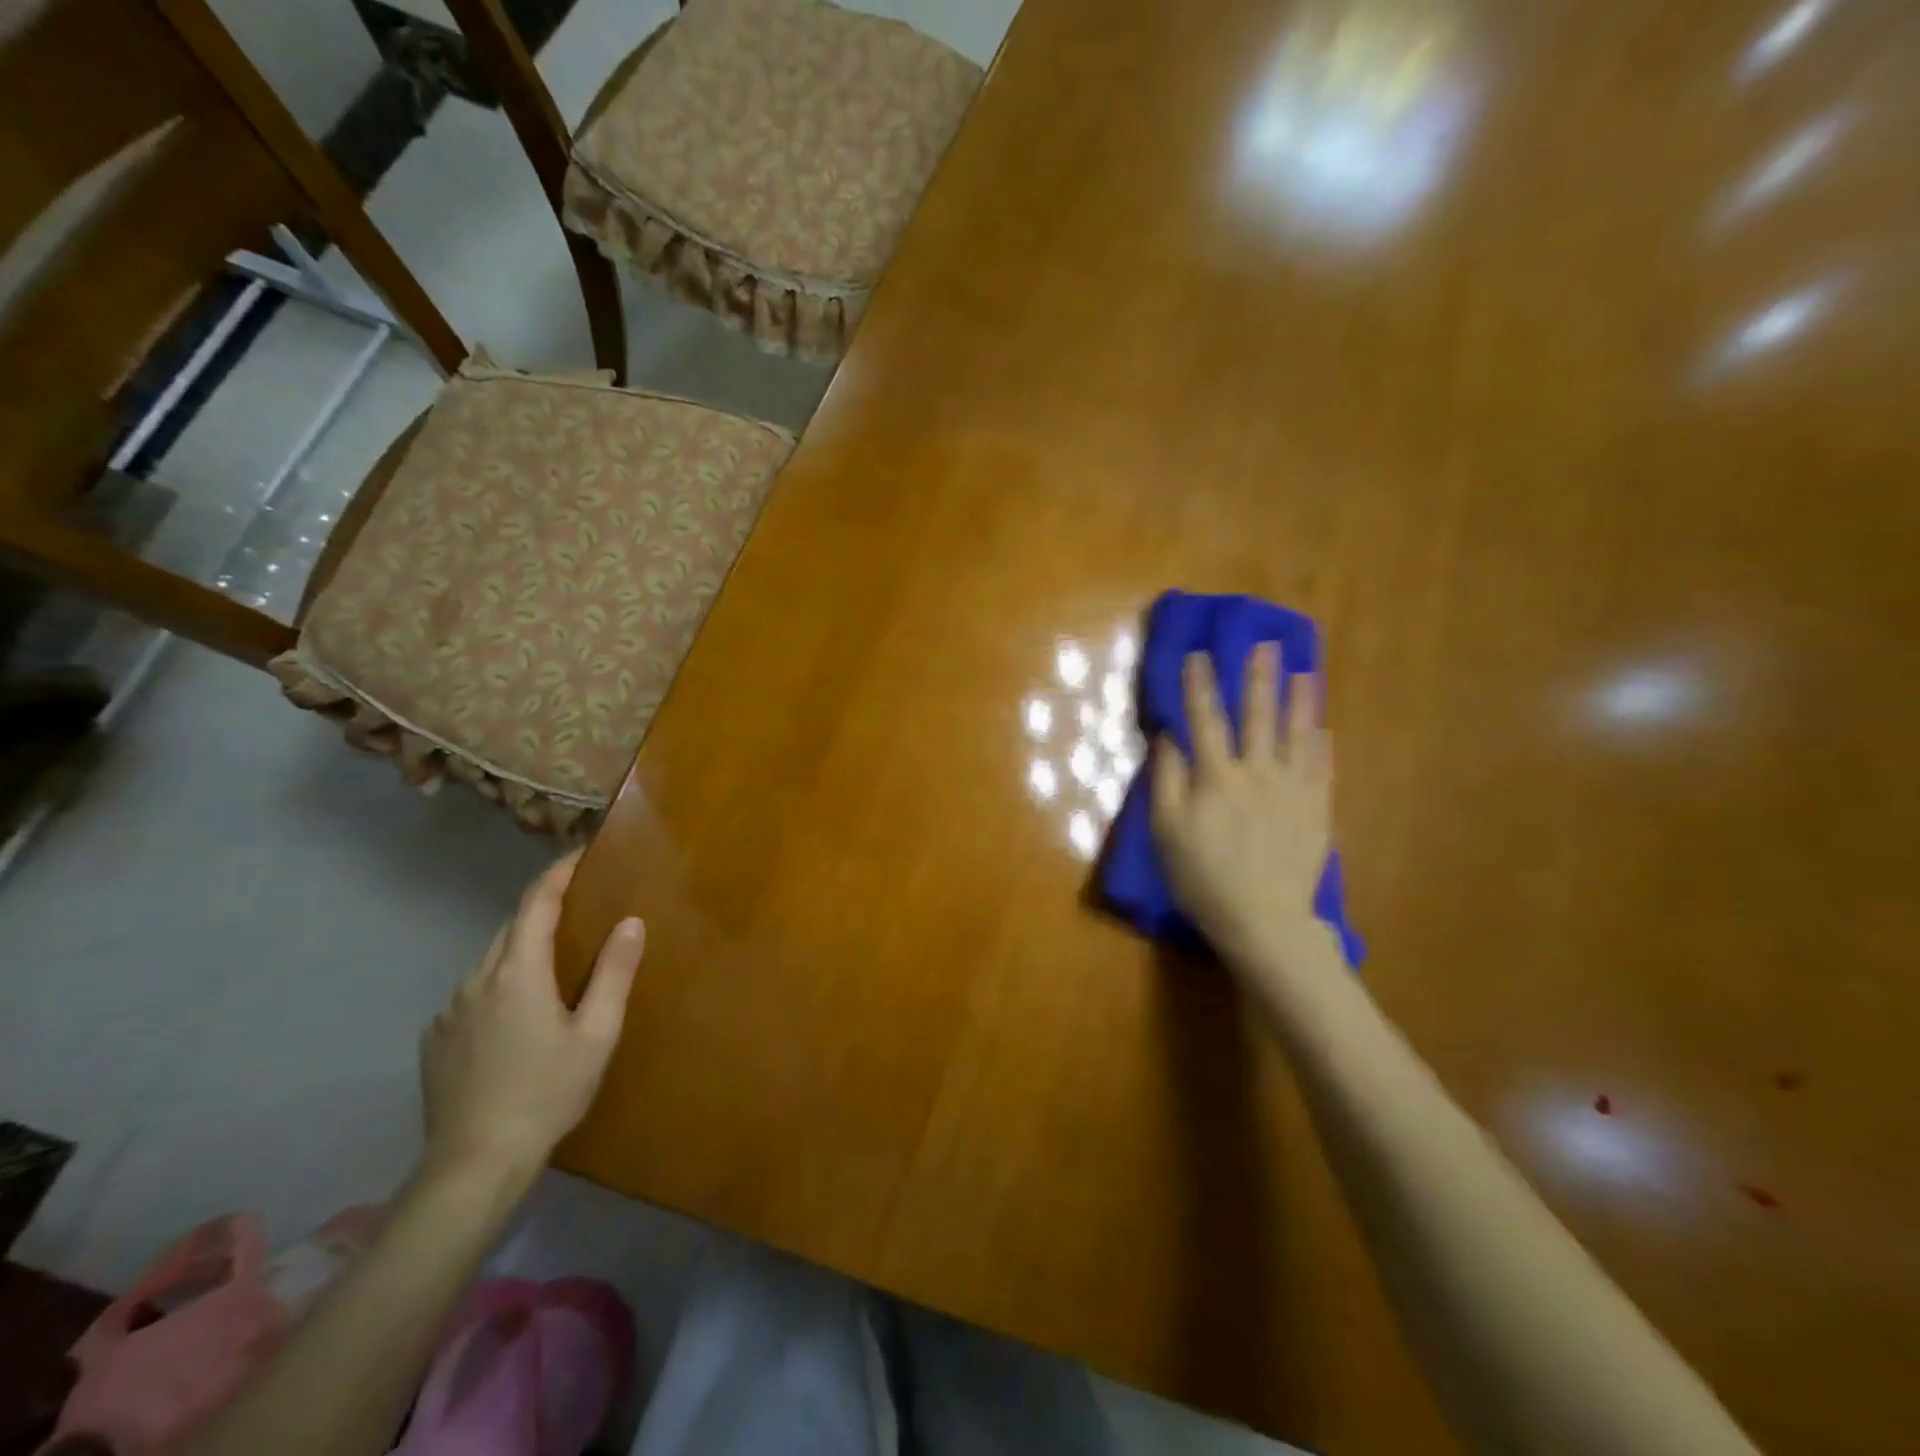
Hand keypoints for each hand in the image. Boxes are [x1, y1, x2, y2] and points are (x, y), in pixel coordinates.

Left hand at [420, 852, 644, 1180]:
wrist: (473, 1165)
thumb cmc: (547, 1093)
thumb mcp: (596, 1034)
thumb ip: (614, 973)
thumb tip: (631, 922)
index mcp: (517, 973)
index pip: (536, 903)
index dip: (558, 873)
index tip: (581, 854)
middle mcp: (477, 980)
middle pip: (511, 927)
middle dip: (543, 907)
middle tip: (579, 903)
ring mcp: (450, 1011)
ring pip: (490, 960)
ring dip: (521, 946)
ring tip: (552, 957)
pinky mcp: (436, 1039)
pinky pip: (473, 992)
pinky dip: (499, 982)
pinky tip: (517, 1011)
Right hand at [1151, 644, 1336, 972]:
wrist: (1263, 919)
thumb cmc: (1203, 878)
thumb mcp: (1166, 832)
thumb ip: (1167, 780)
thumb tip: (1169, 738)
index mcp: (1216, 777)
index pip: (1205, 720)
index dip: (1199, 687)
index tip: (1199, 655)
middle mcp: (1258, 772)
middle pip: (1258, 717)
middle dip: (1259, 679)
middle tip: (1266, 646)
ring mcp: (1293, 789)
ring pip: (1297, 735)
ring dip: (1300, 701)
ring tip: (1306, 672)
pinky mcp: (1317, 809)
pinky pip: (1322, 767)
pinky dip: (1321, 743)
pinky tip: (1323, 727)